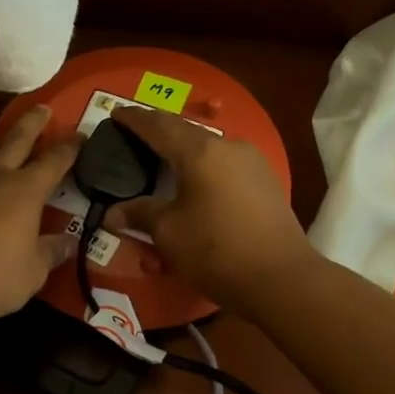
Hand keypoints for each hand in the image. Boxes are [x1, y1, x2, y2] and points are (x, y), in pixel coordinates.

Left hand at [0, 106, 79, 329]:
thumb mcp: (32, 272)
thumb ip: (51, 252)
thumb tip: (68, 242)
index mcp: (24, 191)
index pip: (53, 161)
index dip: (69, 147)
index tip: (81, 135)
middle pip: (16, 139)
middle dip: (32, 123)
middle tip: (43, 109)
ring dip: (1, 139)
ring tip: (7, 137)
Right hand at [103, 106, 313, 315]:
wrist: (282, 279)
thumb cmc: (216, 251)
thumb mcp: (169, 233)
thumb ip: (140, 214)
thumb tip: (112, 213)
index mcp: (200, 152)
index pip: (159, 126)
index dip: (135, 119)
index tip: (116, 114)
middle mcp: (228, 146)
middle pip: (185, 131)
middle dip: (158, 131)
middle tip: (134, 135)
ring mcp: (252, 162)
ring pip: (208, 147)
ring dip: (183, 149)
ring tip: (163, 157)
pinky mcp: (265, 180)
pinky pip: (224, 163)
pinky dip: (203, 165)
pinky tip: (195, 179)